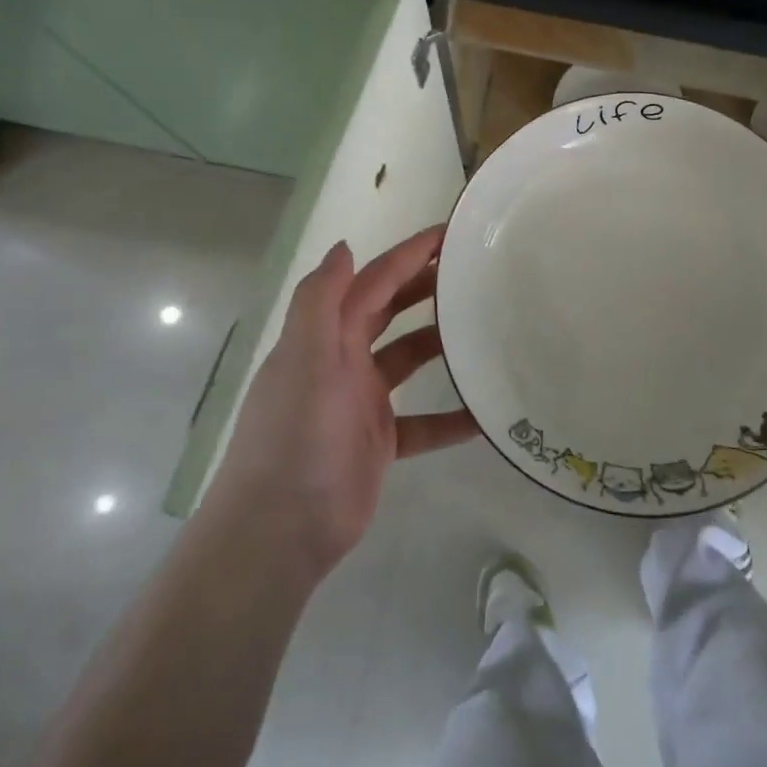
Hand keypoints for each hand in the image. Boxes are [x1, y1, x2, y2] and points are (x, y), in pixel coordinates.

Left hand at [209, 225, 476, 580]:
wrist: (279, 532)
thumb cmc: (295, 438)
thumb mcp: (303, 361)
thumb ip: (320, 302)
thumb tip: (344, 246)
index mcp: (325, 338)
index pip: (373, 282)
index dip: (408, 255)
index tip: (450, 234)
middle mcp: (343, 362)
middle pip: (390, 312)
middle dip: (426, 289)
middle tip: (475, 274)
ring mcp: (362, 403)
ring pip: (409, 361)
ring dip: (442, 346)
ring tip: (486, 331)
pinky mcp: (379, 442)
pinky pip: (423, 422)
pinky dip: (450, 417)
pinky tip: (486, 415)